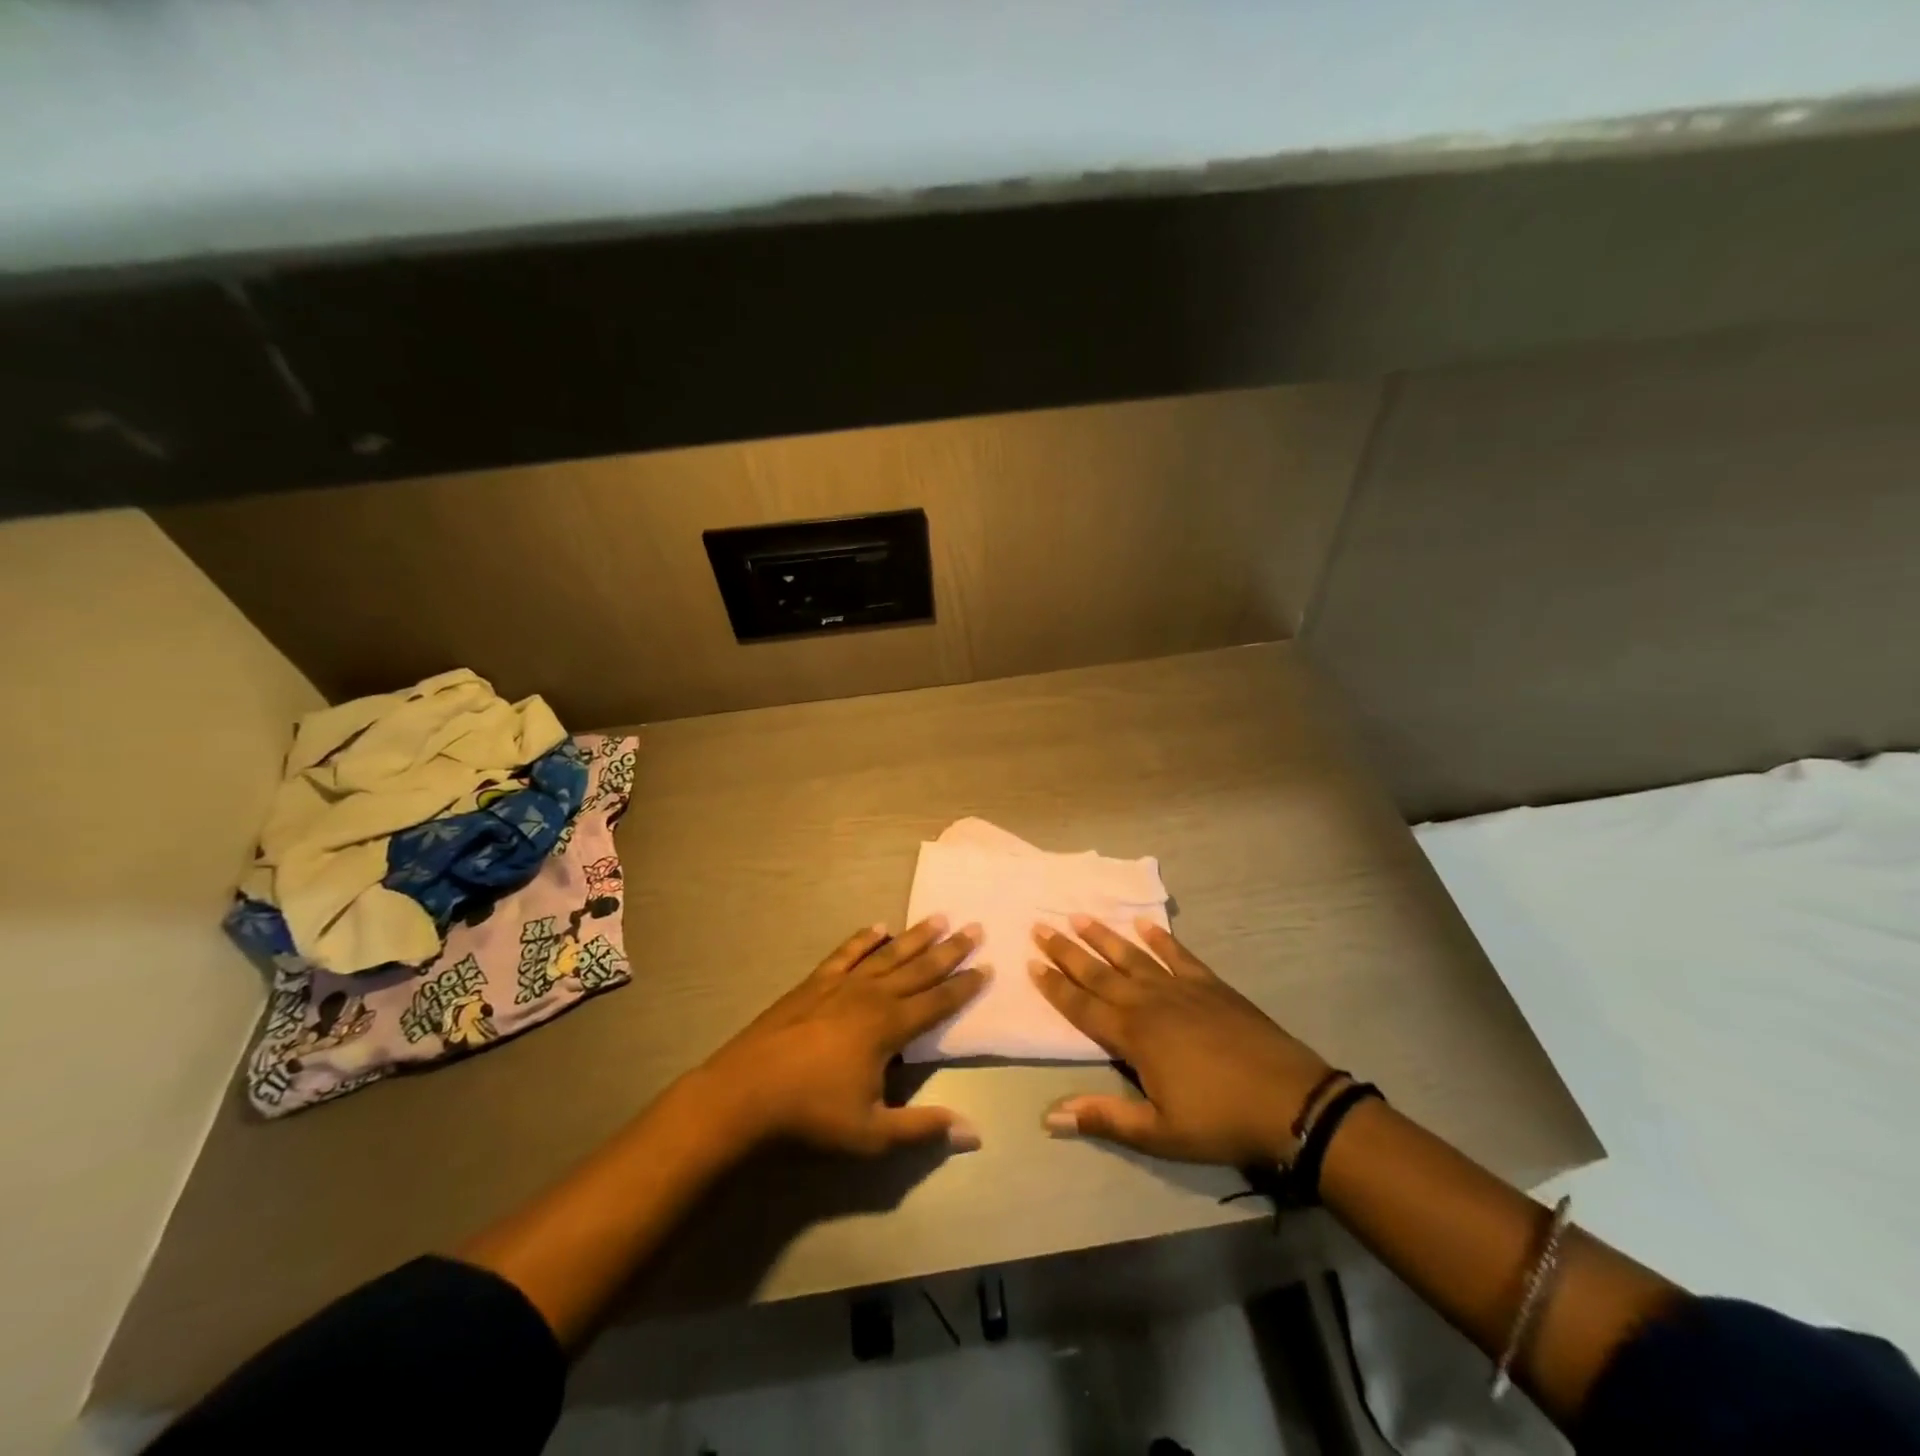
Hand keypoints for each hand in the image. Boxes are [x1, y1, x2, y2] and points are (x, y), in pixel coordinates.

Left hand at [696, 917, 989, 1156]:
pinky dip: (864, 939)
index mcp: (889, 1028)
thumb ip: (922, 1128)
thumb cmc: (811, 1115)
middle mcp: (871, 996)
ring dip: (914, 936)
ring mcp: (840, 985)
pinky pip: (846, 953)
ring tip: (939, 917)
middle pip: (918, 968)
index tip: (987, 967)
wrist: (744, 1094)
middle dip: (949, 950)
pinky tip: (877, 928)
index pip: (937, 1002)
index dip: (964, 986)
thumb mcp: (871, 1133)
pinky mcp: (814, 982)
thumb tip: (974, 1133)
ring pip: (887, 954)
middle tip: (975, 928)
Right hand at [1030, 916, 1330, 1165]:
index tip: (1031, 963)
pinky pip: (1178, 954)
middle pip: (1099, 972)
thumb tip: (1050, 1116)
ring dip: (1104, 937)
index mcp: (1133, 1036)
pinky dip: (1160, 938)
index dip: (1055, 986)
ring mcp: (1181, 988)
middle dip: (1067, 951)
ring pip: (1133, 956)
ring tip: (1080, 916)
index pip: (1082, 1006)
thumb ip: (1104, 1117)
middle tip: (1041, 926)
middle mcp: (1150, 1002)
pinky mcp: (1211, 985)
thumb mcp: (1158, 1132)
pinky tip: (1145, 925)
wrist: (1289, 1100)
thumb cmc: (1219, 1121)